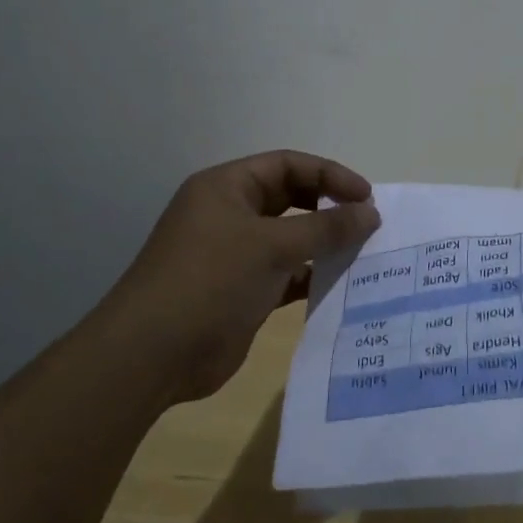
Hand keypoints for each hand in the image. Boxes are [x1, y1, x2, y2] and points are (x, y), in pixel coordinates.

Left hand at [115, 151, 380, 403]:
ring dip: (323, 243)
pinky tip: (339, 284)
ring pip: (290, 237)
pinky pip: (286, 272)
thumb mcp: (272, 246)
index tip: (366, 197)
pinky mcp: (241, 290)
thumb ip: (326, 228)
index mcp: (227, 188)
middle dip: (328, 206)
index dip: (329, 175)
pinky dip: (311, 275)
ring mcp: (234, 254)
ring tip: (362, 252)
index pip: (287, 165)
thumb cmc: (210, 281)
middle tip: (366, 223)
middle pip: (290, 197)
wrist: (151, 356)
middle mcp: (229, 214)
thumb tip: (371, 213)